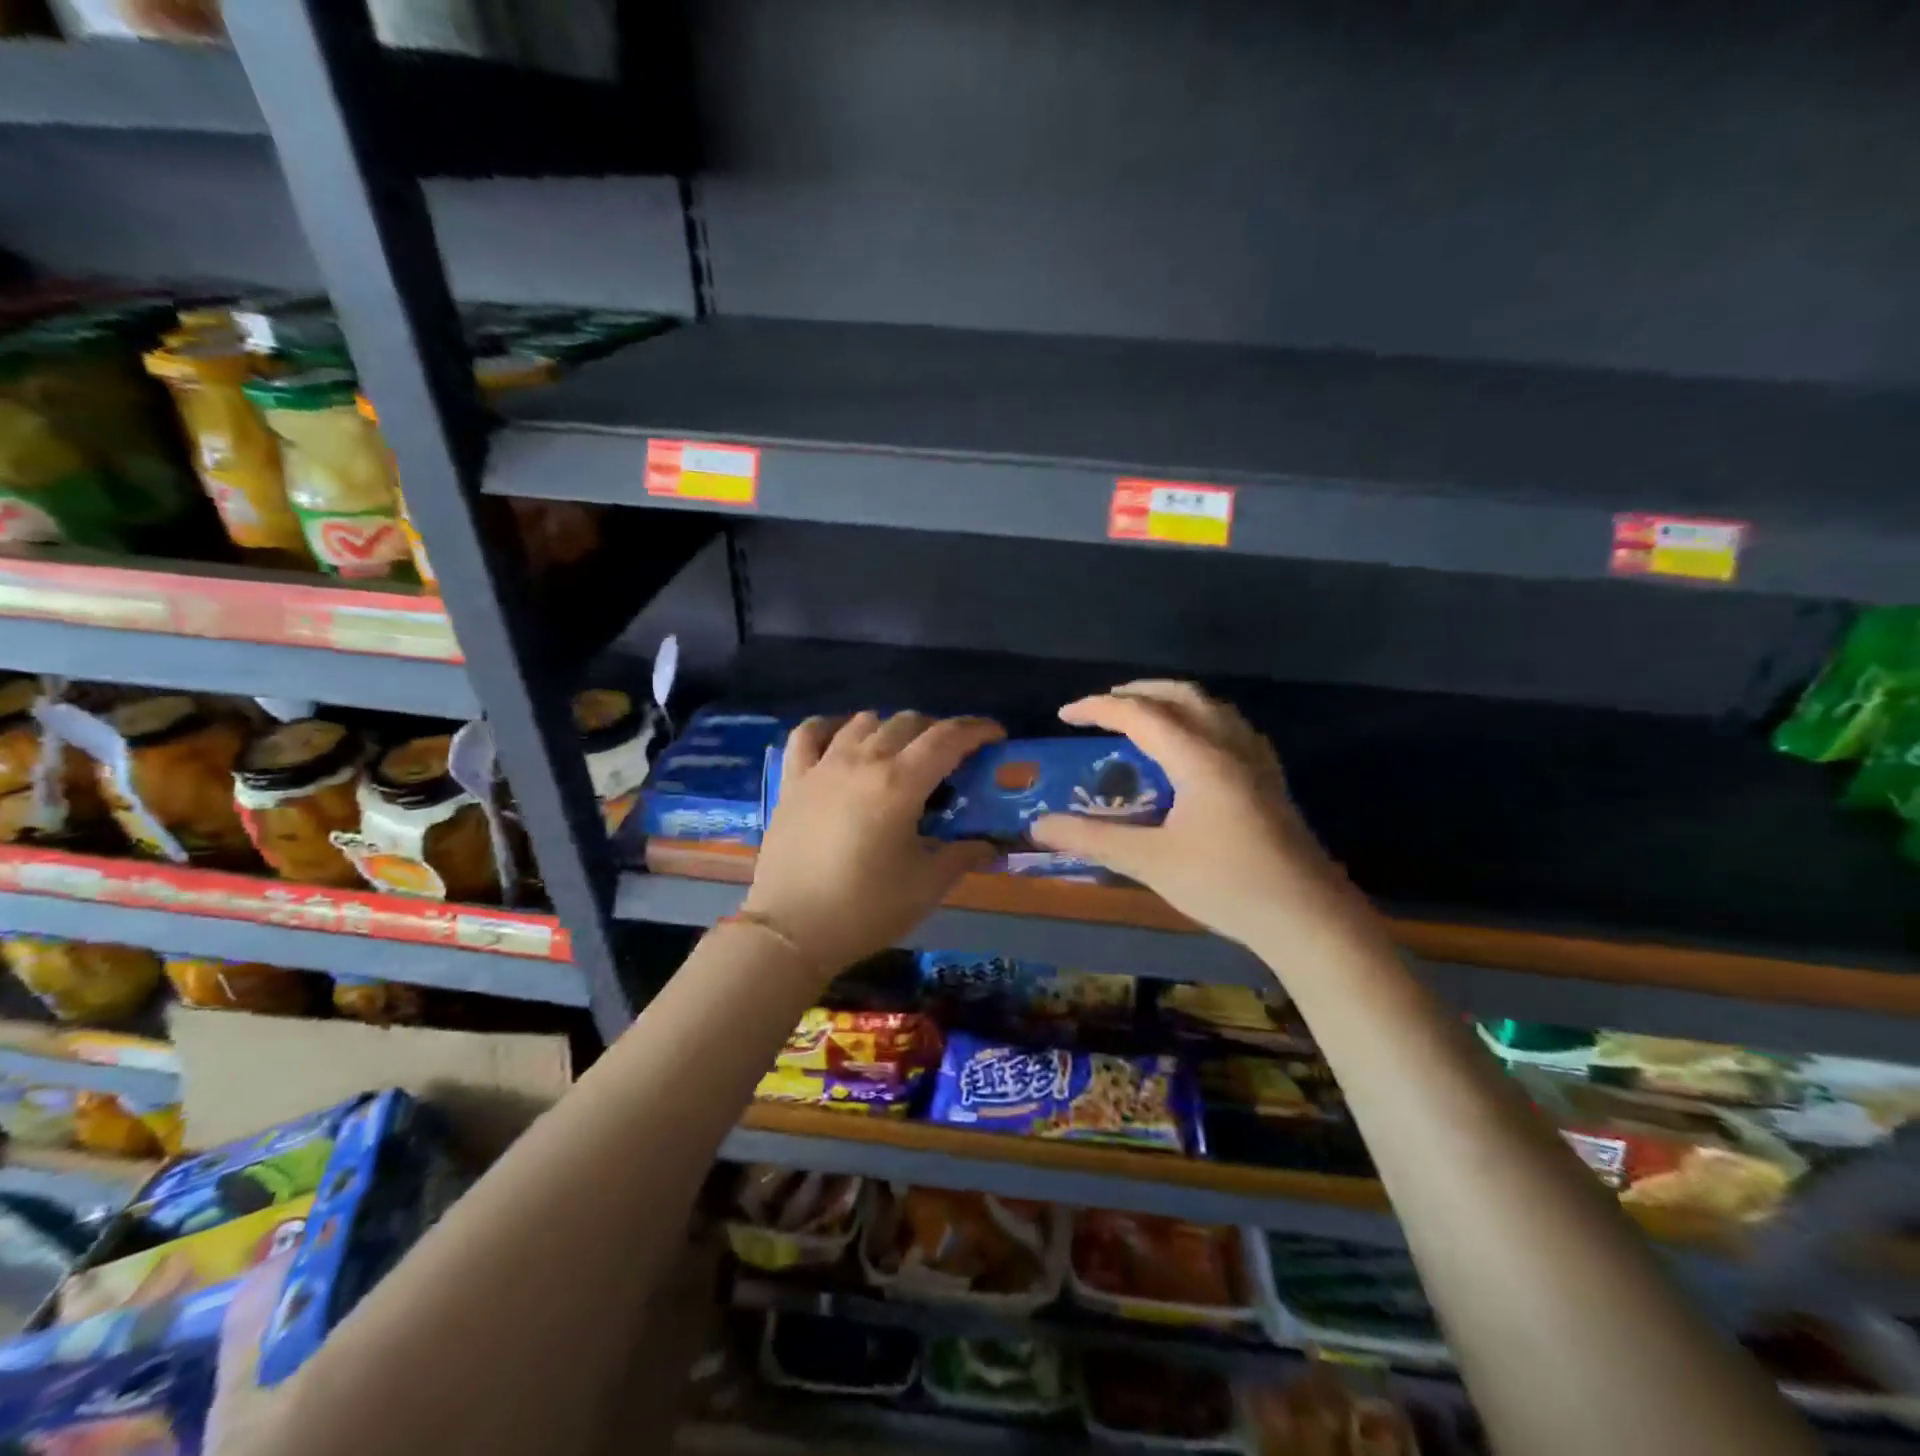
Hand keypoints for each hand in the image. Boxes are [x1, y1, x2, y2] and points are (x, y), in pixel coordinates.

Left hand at [743, 712, 1005, 977]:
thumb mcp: (927, 886)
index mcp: (900, 783)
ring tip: (902, 752)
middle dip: (939, 731)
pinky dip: (831, 727)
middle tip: (953, 757)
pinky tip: (842, 737)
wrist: (791, 931)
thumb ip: (963, 856)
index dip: (977, 730)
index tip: (996, 736)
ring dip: (892, 729)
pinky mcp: (793, 780)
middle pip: (908, 723)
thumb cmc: (865, 909)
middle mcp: (862, 761)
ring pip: (864, 722)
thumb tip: (991, 844)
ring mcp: (822, 766)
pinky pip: (809, 733)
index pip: (947, 738)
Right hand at [1029, 682, 1380, 953]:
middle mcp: (1229, 746)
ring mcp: (1256, 761)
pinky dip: (1201, 720)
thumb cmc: (1226, 884)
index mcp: (1199, 757)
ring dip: (1172, 701)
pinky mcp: (1270, 781)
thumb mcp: (1150, 862)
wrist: (1307, 917)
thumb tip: (1039, 826)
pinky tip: (1196, 746)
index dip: (1098, 708)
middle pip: (1181, 696)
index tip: (1064, 715)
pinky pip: (1231, 728)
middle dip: (1138, 693)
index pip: (1140, 714)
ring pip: (1211, 707)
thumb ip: (1093, 838)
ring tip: (1144, 717)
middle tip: (1103, 707)